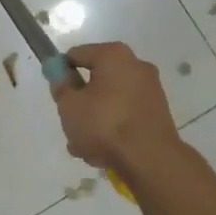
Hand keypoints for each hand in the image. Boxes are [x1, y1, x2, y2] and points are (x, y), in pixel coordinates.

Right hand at [53, 43, 183, 170]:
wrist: (150, 159)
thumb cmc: (104, 124)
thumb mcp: (69, 105)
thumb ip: (61, 87)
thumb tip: (62, 77)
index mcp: (114, 55)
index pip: (76, 55)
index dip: (60, 72)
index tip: (56, 94)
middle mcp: (136, 66)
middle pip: (95, 80)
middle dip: (80, 102)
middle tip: (70, 123)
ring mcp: (151, 90)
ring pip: (110, 102)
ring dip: (95, 120)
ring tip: (84, 147)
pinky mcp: (158, 113)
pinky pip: (125, 115)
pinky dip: (113, 128)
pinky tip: (103, 152)